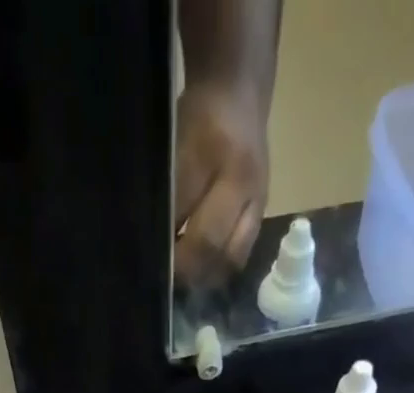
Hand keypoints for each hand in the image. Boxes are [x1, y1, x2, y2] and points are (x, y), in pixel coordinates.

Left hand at [173, 80, 268, 287]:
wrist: (239, 92)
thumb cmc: (196, 116)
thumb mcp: (172, 143)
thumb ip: (166, 193)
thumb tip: (153, 245)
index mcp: (210, 150)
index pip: (181, 214)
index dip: (165, 244)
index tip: (150, 262)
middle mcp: (240, 178)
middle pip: (210, 245)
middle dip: (184, 269)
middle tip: (166, 279)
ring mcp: (257, 198)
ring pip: (229, 258)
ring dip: (204, 276)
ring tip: (184, 279)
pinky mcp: (263, 213)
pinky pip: (240, 255)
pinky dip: (218, 269)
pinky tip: (202, 271)